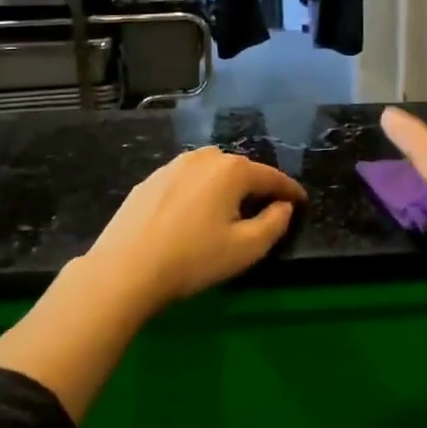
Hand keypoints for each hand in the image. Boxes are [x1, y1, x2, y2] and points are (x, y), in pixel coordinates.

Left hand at [83, 147, 305, 313]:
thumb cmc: (194, 259)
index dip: (290, 191)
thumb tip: (283, 206)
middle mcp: (204, 158)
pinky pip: (187, 182)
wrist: (124, 270)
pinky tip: (194, 216)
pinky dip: (199, 193)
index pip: (272, 177)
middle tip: (266, 210)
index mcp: (232, 170)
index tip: (302, 203)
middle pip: (241, 170)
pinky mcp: (149, 181)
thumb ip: (275, 223)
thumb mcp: (247, 248)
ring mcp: (172, 166)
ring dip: (226, 188)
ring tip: (229, 212)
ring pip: (211, 173)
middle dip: (257, 187)